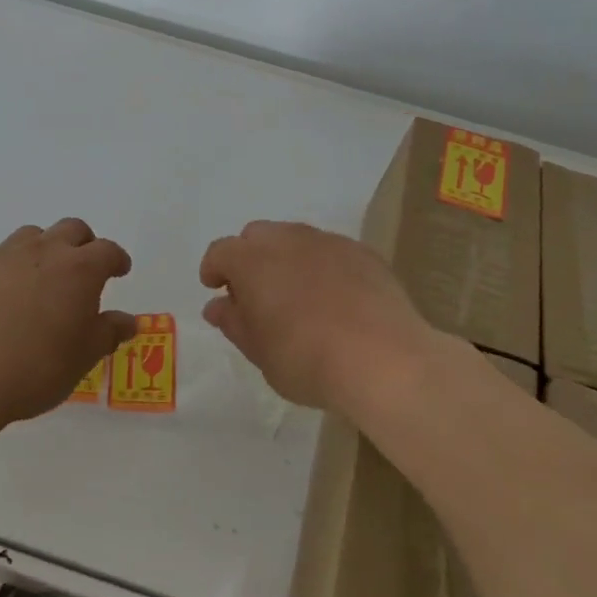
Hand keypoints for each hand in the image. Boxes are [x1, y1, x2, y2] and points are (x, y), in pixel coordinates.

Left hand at [0, 219, 135, 425]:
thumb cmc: (35, 369)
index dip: (116, 259)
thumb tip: (128, 321)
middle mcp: (43, 251)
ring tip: (39, 280)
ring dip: (42, 250)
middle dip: (83, 243)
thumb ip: (108, 333)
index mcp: (79, 270)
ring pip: (31, 236)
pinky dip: (5, 269)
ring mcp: (1, 255)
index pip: (108, 251)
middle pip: (71, 229)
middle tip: (83, 267)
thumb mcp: (83, 358)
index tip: (119, 270)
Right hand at [199, 221, 444, 411]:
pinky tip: (335, 298)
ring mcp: (329, 242)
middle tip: (256, 293)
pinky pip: (331, 251)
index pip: (221, 251)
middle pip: (258, 235)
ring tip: (296, 295)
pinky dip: (323, 266)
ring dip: (287, 259)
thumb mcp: (260, 352)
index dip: (214, 269)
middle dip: (250, 258)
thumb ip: (235, 323)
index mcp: (253, 260)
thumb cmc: (307, 360)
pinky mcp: (363, 253)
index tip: (216, 289)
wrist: (383, 358)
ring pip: (296, 238)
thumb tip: (218, 306)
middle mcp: (288, 240)